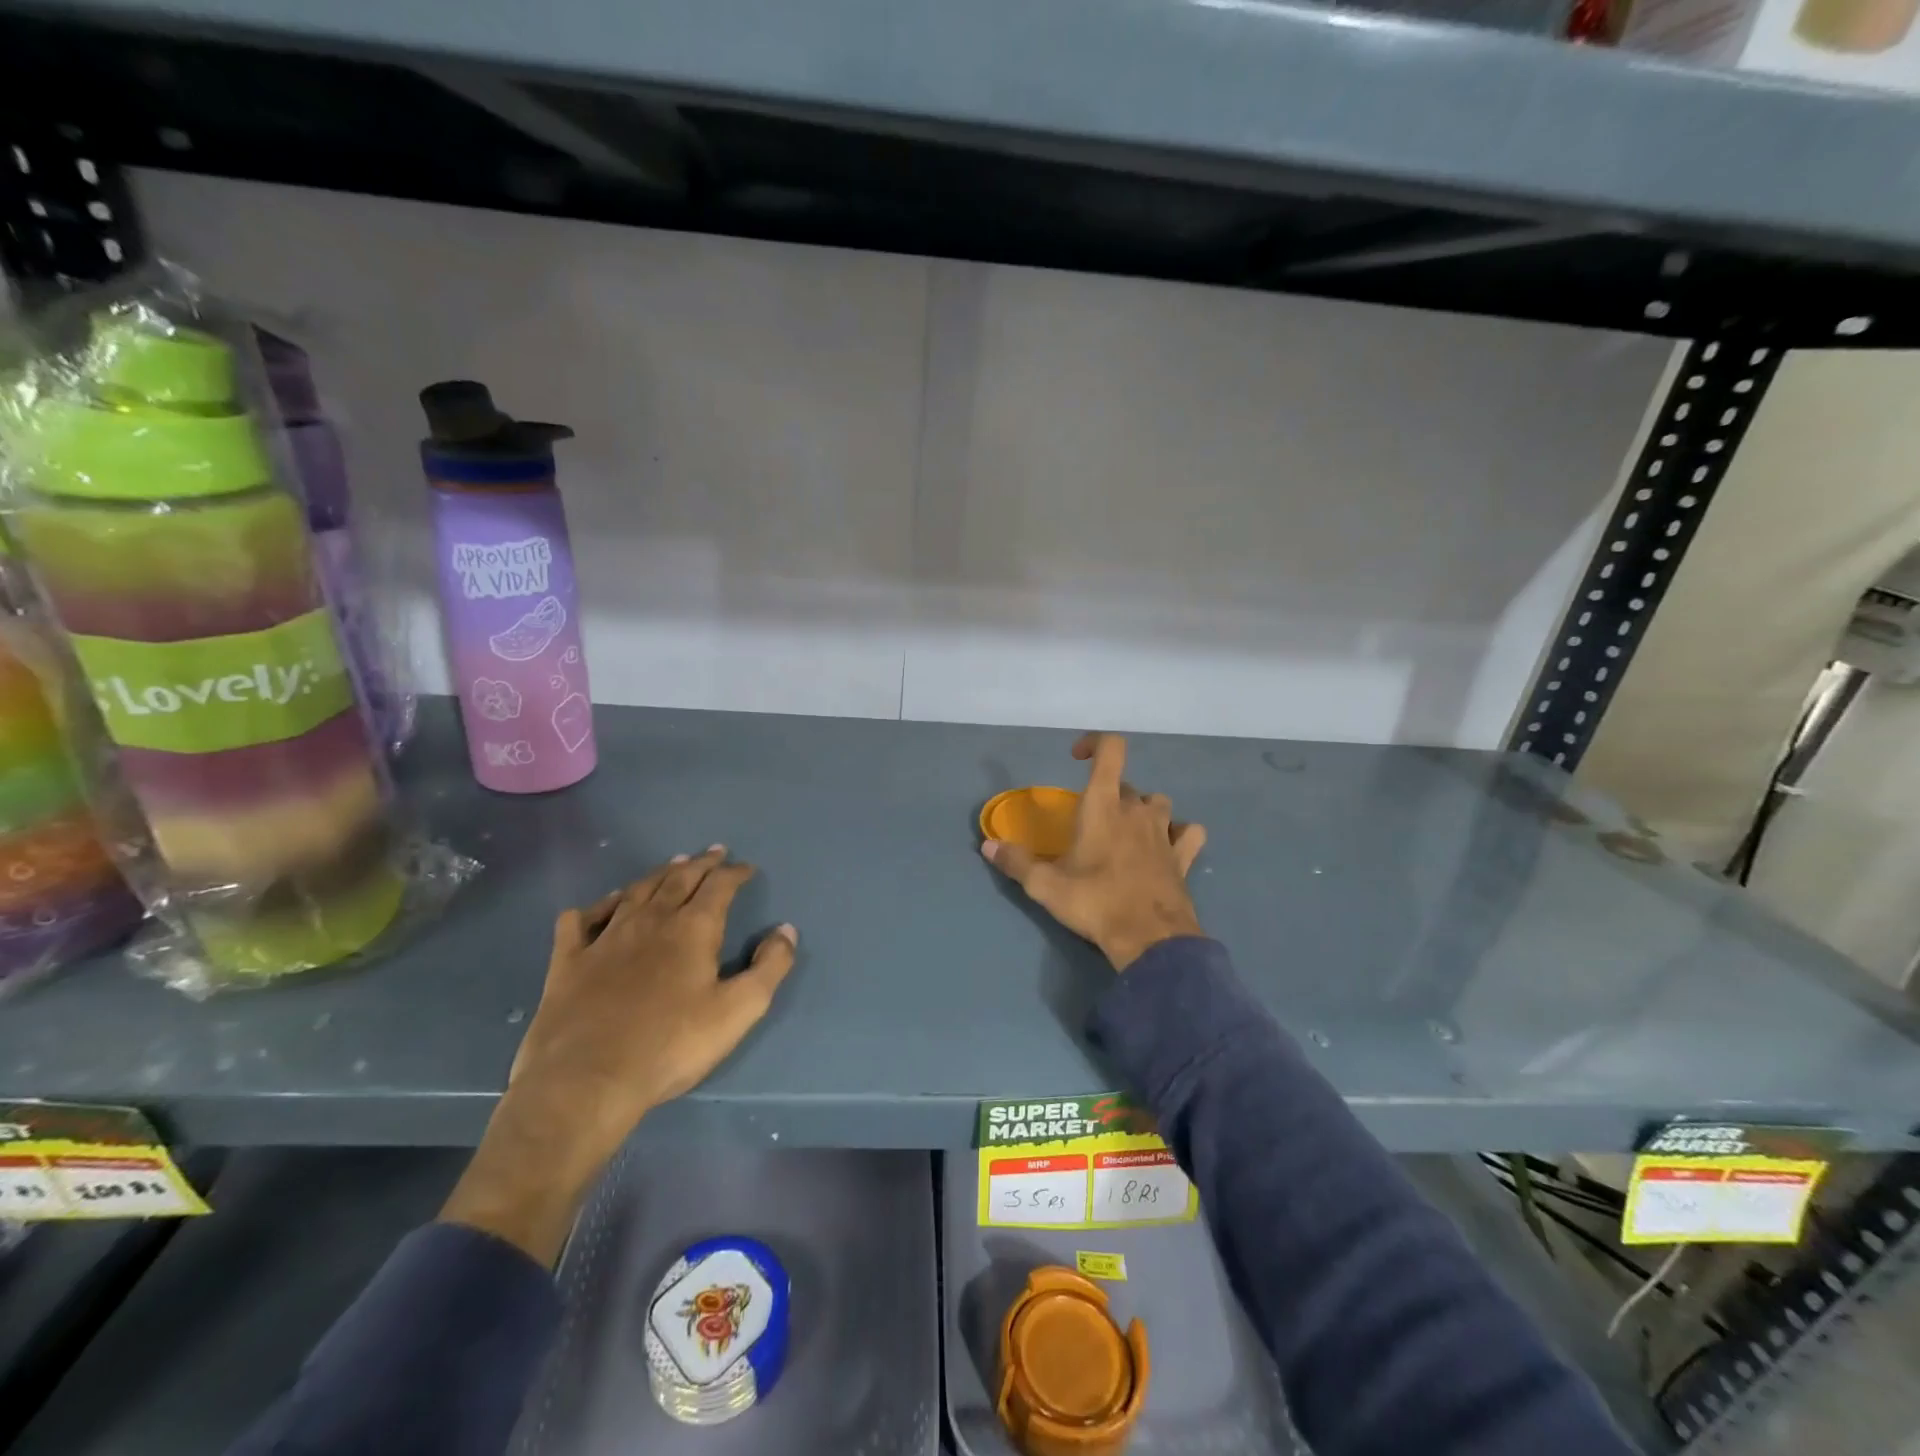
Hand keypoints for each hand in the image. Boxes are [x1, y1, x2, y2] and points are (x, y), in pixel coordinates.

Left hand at [443, 847, 796, 1261]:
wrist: (586, 1081)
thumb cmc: (671, 1045)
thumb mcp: (739, 1010)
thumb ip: (770, 967)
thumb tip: (786, 929)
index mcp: (693, 929)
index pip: (719, 887)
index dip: (735, 873)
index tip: (746, 868)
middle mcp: (650, 921)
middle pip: (678, 879)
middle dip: (700, 864)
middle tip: (713, 852)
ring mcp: (605, 938)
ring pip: (635, 892)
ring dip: (658, 875)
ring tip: (672, 865)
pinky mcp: (569, 961)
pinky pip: (581, 920)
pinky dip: (596, 905)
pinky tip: (603, 905)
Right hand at [982, 733, 1206, 970]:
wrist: (1150, 939)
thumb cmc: (1094, 902)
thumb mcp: (1045, 885)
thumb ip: (1016, 862)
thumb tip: (988, 846)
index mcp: (1104, 805)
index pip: (1111, 750)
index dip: (1096, 743)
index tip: (1078, 758)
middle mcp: (1137, 809)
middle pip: (1126, 785)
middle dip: (1108, 795)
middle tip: (1090, 824)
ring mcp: (1165, 831)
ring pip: (1158, 803)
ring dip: (1143, 810)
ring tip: (1127, 832)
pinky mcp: (1184, 856)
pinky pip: (1188, 832)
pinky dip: (1179, 833)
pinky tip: (1167, 847)